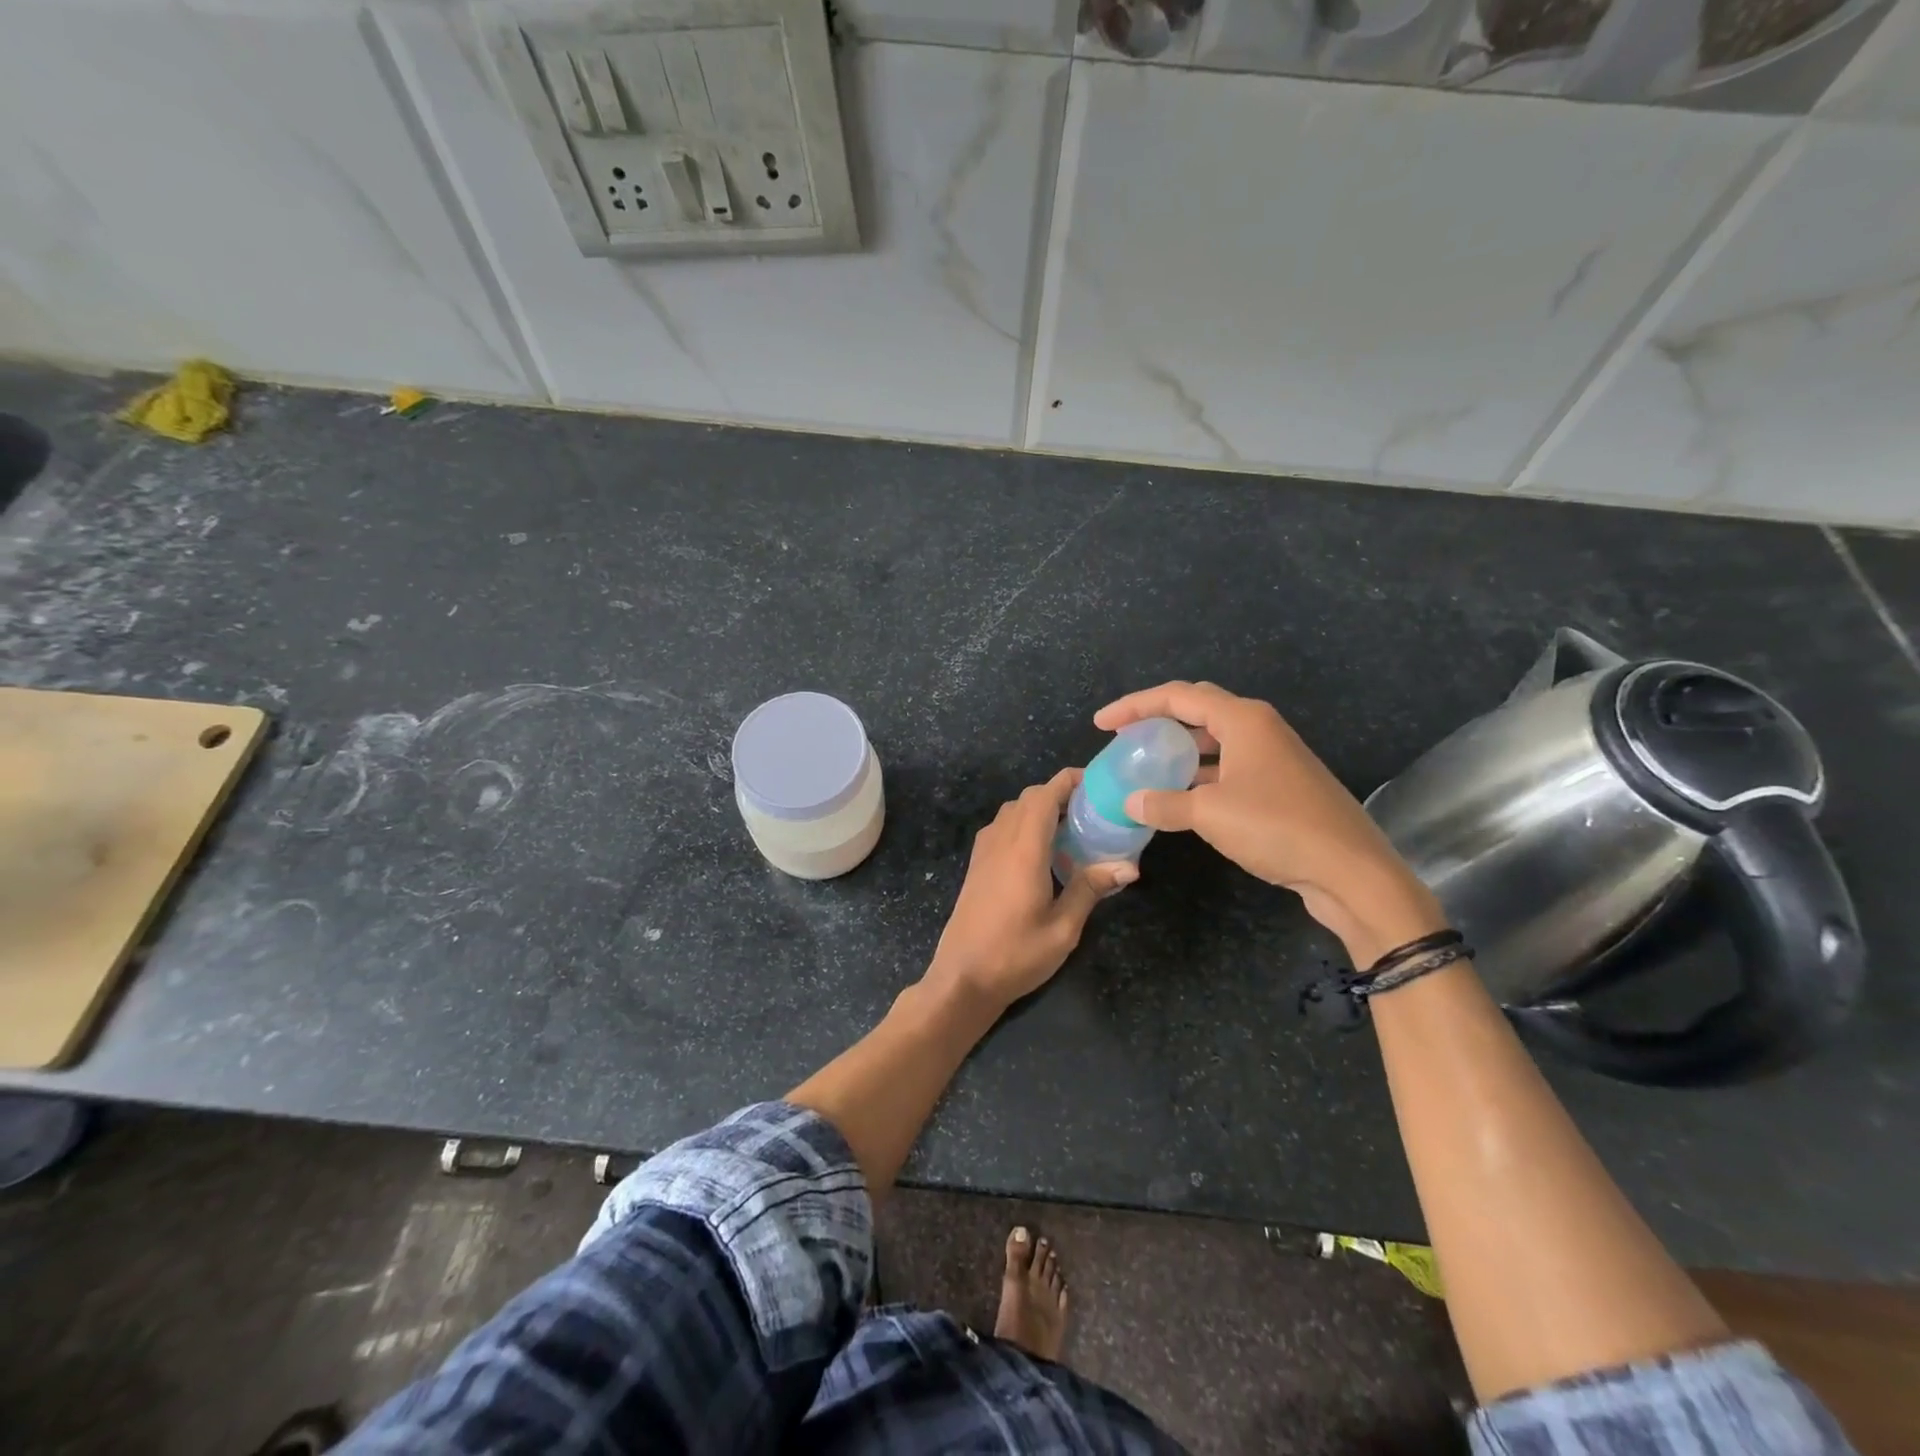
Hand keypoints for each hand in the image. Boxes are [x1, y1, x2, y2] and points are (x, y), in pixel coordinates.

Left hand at [926, 769, 1135, 1007]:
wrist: (962, 977)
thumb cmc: (1015, 955)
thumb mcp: (1063, 928)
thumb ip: (1091, 889)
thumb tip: (1129, 866)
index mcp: (1023, 849)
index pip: (1044, 795)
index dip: (1069, 780)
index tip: (1098, 783)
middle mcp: (1000, 840)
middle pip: (1029, 798)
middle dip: (1060, 794)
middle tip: (1093, 811)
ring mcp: (984, 851)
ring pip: (1014, 810)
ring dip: (1041, 809)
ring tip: (1073, 830)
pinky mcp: (977, 865)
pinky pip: (1003, 827)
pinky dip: (1025, 824)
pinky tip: (1044, 853)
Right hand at [1095, 682, 1443, 964]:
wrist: (1351, 871)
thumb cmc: (1277, 827)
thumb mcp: (1210, 814)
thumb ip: (1164, 804)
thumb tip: (1131, 802)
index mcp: (1243, 719)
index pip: (1178, 695)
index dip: (1134, 705)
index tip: (1101, 724)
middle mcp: (1259, 728)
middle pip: (1198, 709)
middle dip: (1157, 719)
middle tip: (1124, 737)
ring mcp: (1274, 757)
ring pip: (1214, 740)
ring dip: (1179, 750)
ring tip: (1146, 766)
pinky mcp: (1281, 785)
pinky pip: (1228, 767)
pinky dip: (1200, 775)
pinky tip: (1181, 798)